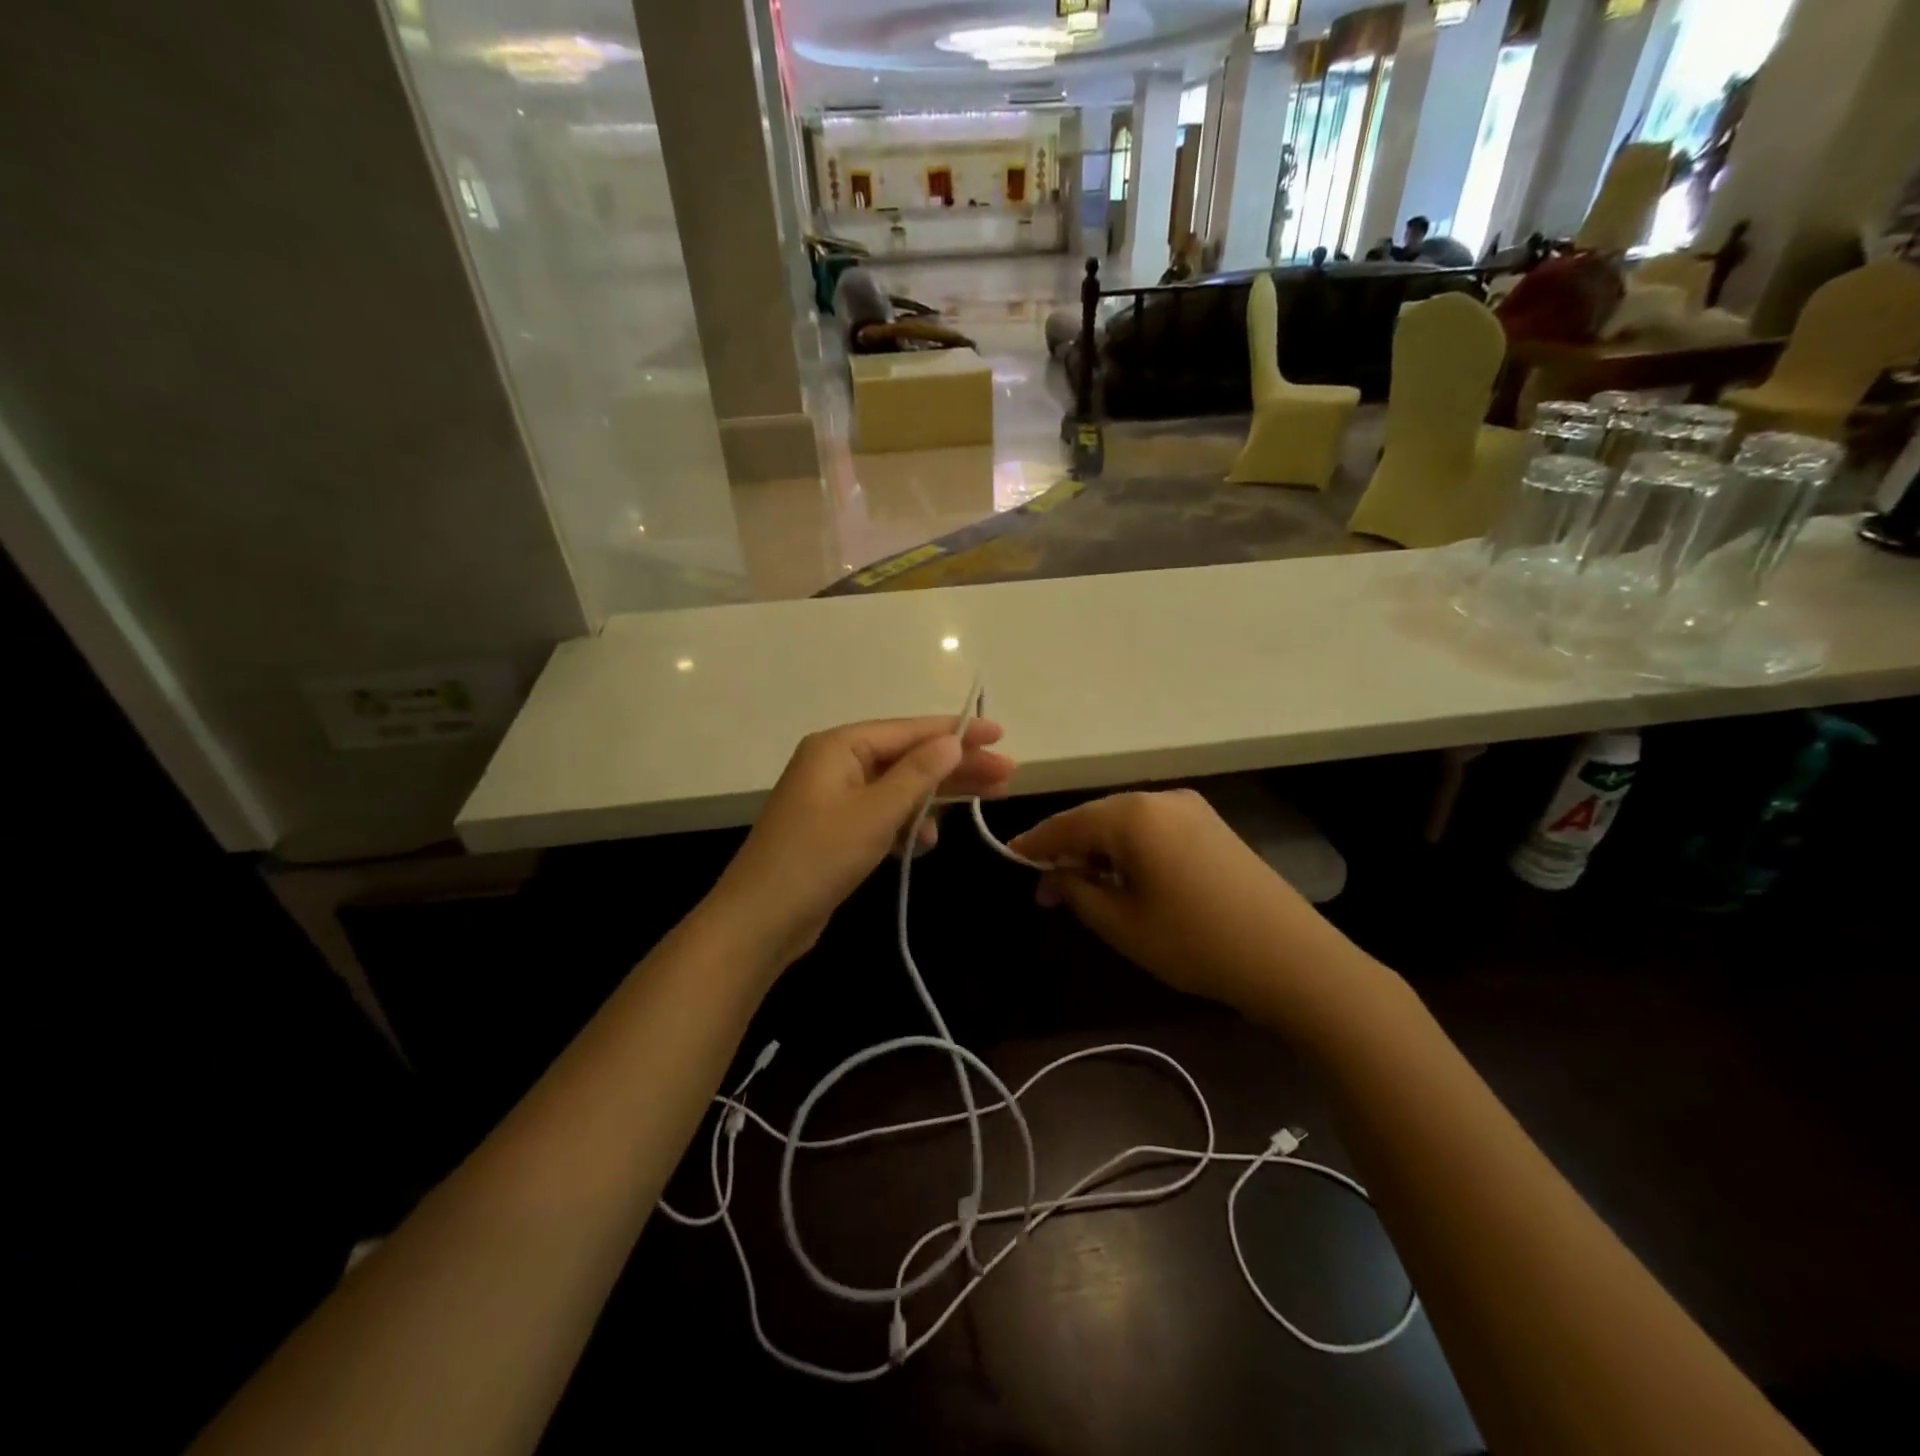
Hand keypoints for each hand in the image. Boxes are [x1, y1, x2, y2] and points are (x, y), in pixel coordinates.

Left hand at [708, 717, 1013, 969]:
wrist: (760, 921)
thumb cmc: (817, 858)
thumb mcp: (875, 813)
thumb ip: (917, 775)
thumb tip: (952, 741)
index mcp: (839, 747)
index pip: (909, 730)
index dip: (957, 732)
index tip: (1000, 735)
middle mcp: (836, 764)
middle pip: (909, 757)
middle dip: (957, 767)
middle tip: (1007, 774)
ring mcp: (835, 798)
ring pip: (900, 787)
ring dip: (938, 797)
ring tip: (988, 802)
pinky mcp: (838, 830)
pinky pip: (884, 815)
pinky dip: (909, 825)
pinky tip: (929, 842)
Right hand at [1009, 790, 1345, 1015]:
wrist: (1291, 958)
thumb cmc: (1194, 941)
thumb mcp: (1122, 923)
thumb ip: (1077, 891)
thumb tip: (1051, 876)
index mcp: (1132, 815)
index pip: (1067, 823)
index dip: (1035, 843)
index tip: (1010, 858)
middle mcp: (1161, 798)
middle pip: (1096, 818)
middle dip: (1068, 850)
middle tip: (1047, 890)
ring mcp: (1192, 809)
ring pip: (1126, 823)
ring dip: (1099, 851)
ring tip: (1084, 890)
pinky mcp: (1212, 827)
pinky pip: (1154, 829)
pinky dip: (1130, 850)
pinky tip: (1126, 879)